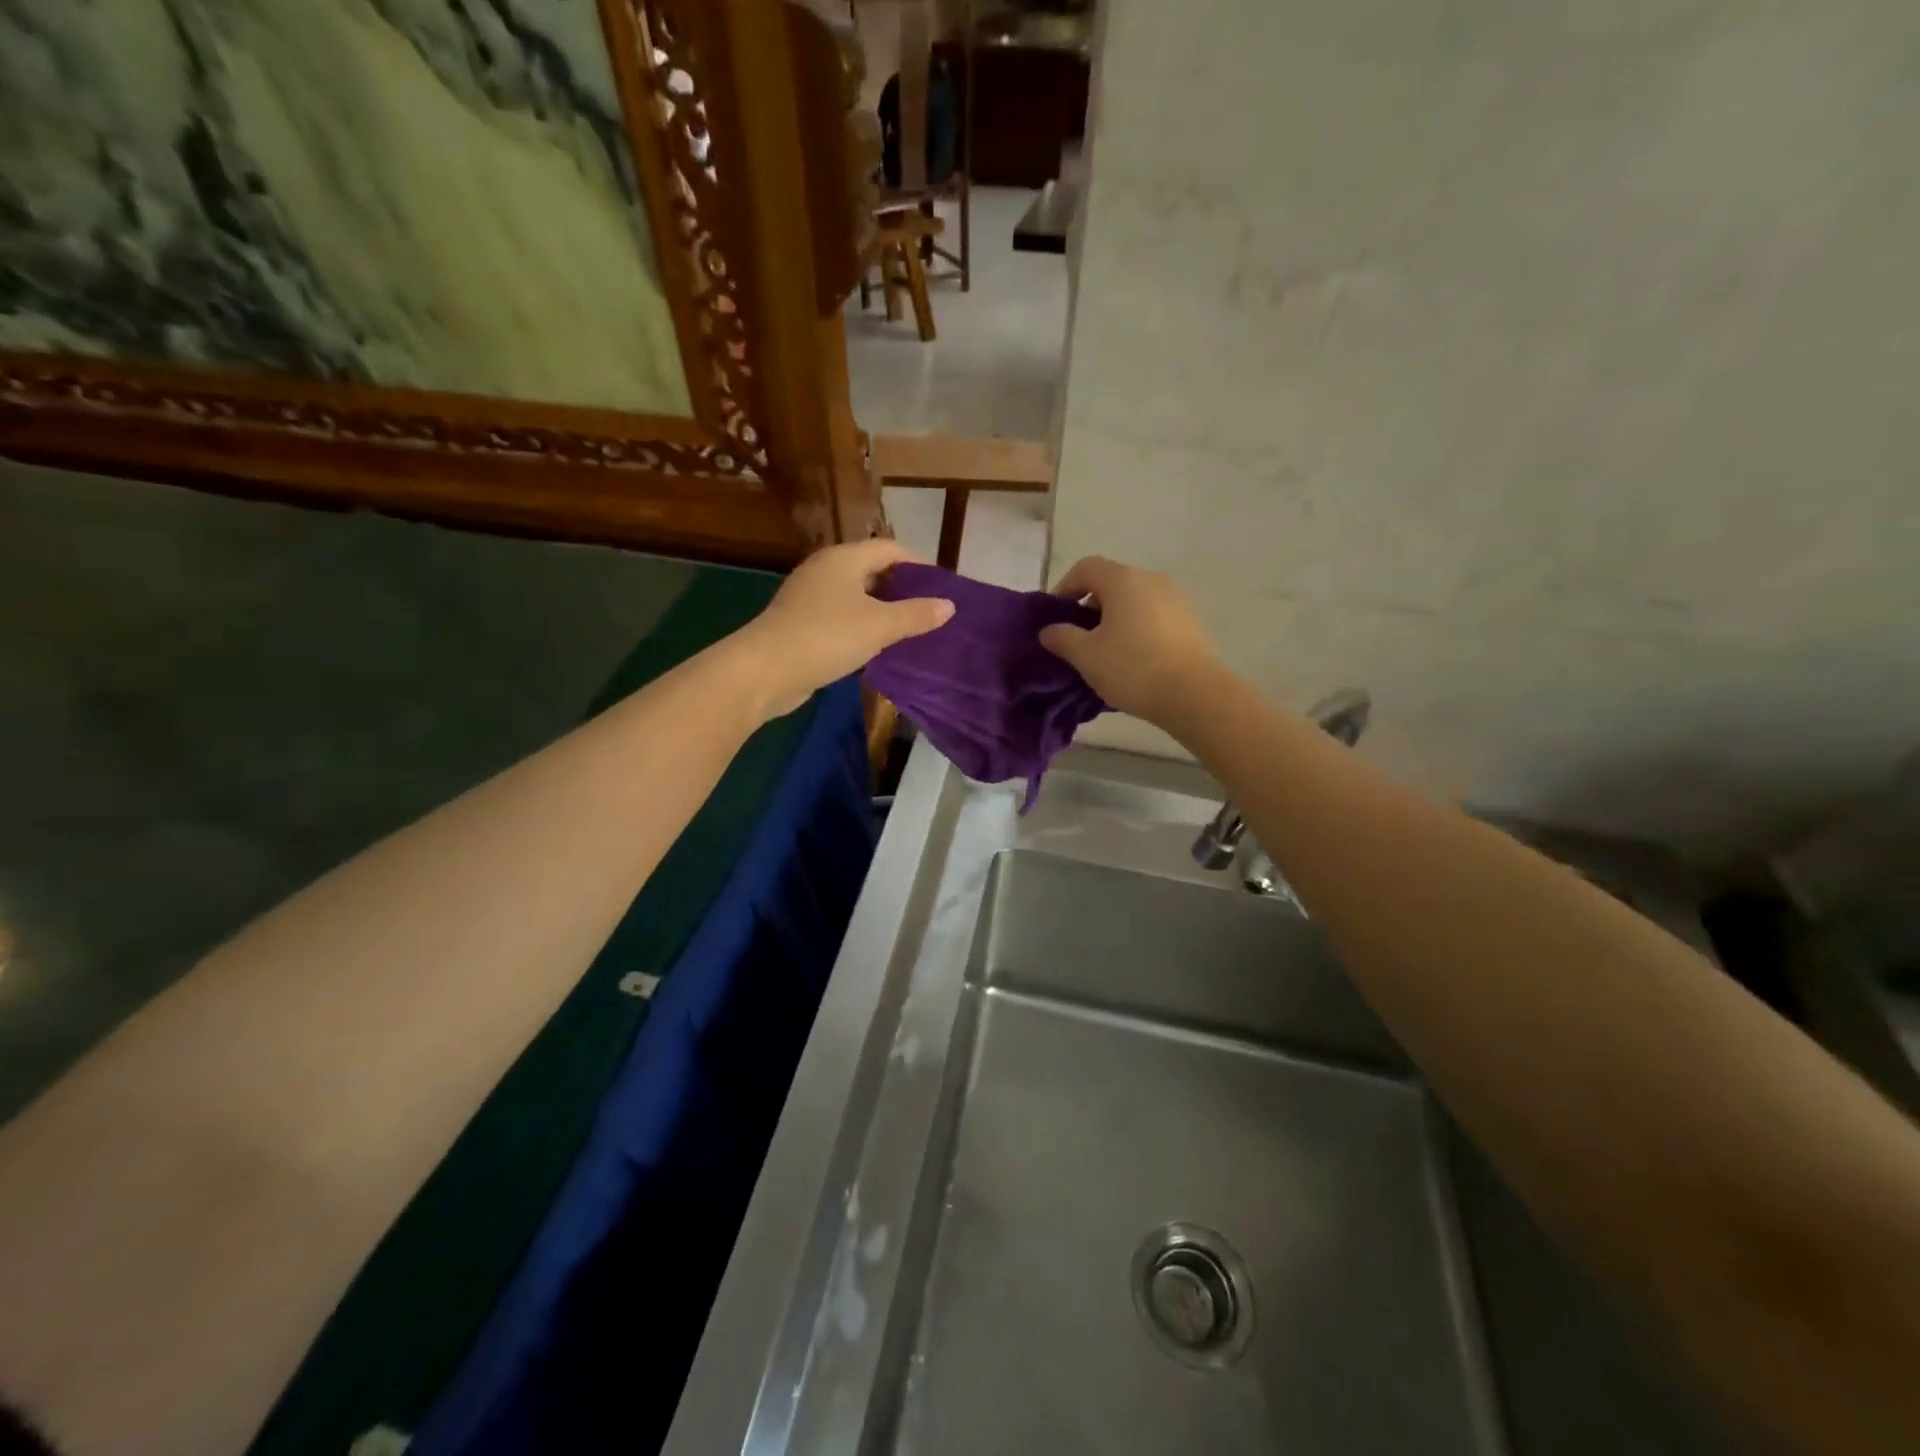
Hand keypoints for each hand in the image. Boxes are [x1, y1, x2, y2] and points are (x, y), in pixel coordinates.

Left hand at [734, 539, 953, 718]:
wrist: (765, 670)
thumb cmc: (827, 637)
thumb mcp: (880, 626)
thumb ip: (916, 615)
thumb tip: (949, 605)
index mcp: (844, 559)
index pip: (890, 549)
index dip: (918, 565)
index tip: (941, 587)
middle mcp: (825, 570)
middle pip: (872, 570)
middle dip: (901, 588)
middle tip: (929, 610)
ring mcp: (809, 596)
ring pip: (855, 596)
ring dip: (881, 610)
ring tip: (909, 630)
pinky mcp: (800, 623)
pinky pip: (840, 617)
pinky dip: (861, 626)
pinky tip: (876, 647)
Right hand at [1038, 556, 1220, 724]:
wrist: (1194, 694)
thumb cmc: (1132, 668)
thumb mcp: (1085, 655)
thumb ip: (1062, 638)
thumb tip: (1049, 630)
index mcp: (1123, 580)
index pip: (1085, 568)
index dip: (1065, 588)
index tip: (1056, 618)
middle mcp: (1152, 579)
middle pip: (1112, 583)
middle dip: (1090, 608)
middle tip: (1078, 640)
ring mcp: (1177, 599)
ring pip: (1135, 601)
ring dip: (1115, 620)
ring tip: (1106, 653)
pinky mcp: (1192, 621)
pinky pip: (1155, 617)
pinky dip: (1138, 629)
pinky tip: (1134, 660)